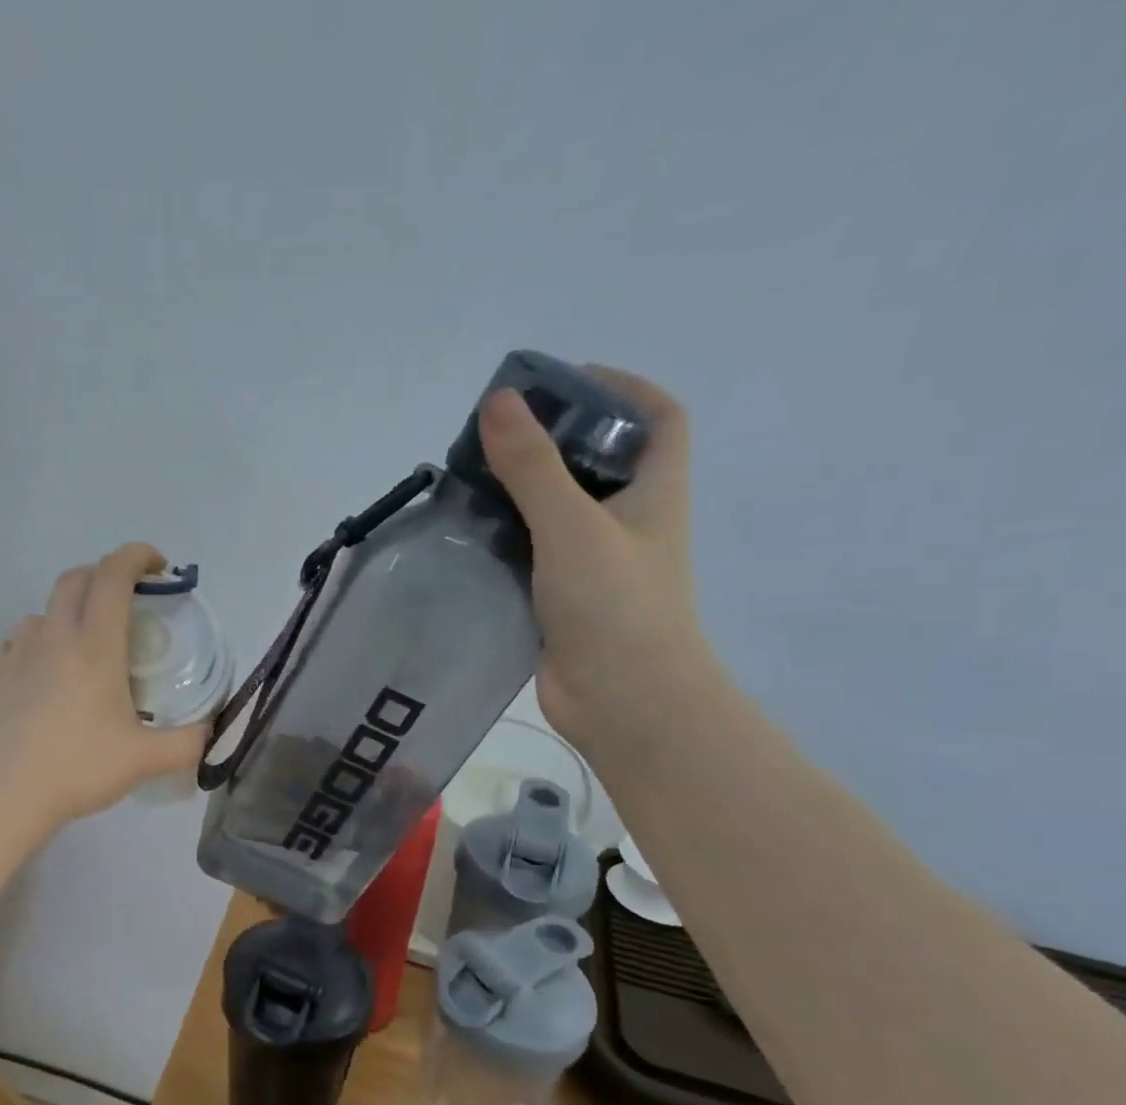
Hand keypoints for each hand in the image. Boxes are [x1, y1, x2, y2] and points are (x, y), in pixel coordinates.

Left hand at [0, 543, 207, 829]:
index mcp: (95, 645)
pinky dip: (35, 644)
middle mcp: (54, 636)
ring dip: (67, 613)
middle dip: (104, 575)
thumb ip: (188, 742)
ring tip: (82, 646)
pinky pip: (15, 642)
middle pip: (75, 579)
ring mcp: (17, 653)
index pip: (114, 575)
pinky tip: (41, 671)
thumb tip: (211, 732)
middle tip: (126, 601)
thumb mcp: (146, 759)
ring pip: (43, 611)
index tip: (159, 566)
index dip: (137, 556)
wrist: (8, 794)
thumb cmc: (80, 767)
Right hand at [479, 367, 719, 756]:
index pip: (658, 417)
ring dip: (521, 494)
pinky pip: (532, 555)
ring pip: (558, 512)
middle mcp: (629, 522)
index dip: (622, 388)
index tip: (565, 383)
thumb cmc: (614, 604)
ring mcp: (595, 564)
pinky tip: (467, 538)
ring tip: (470, 481)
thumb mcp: (572, 523)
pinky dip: (506, 541)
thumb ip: (533, 465)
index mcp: (655, 491)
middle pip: (598, 462)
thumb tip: (498, 402)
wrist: (622, 700)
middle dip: (553, 441)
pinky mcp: (562, 600)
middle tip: (496, 435)